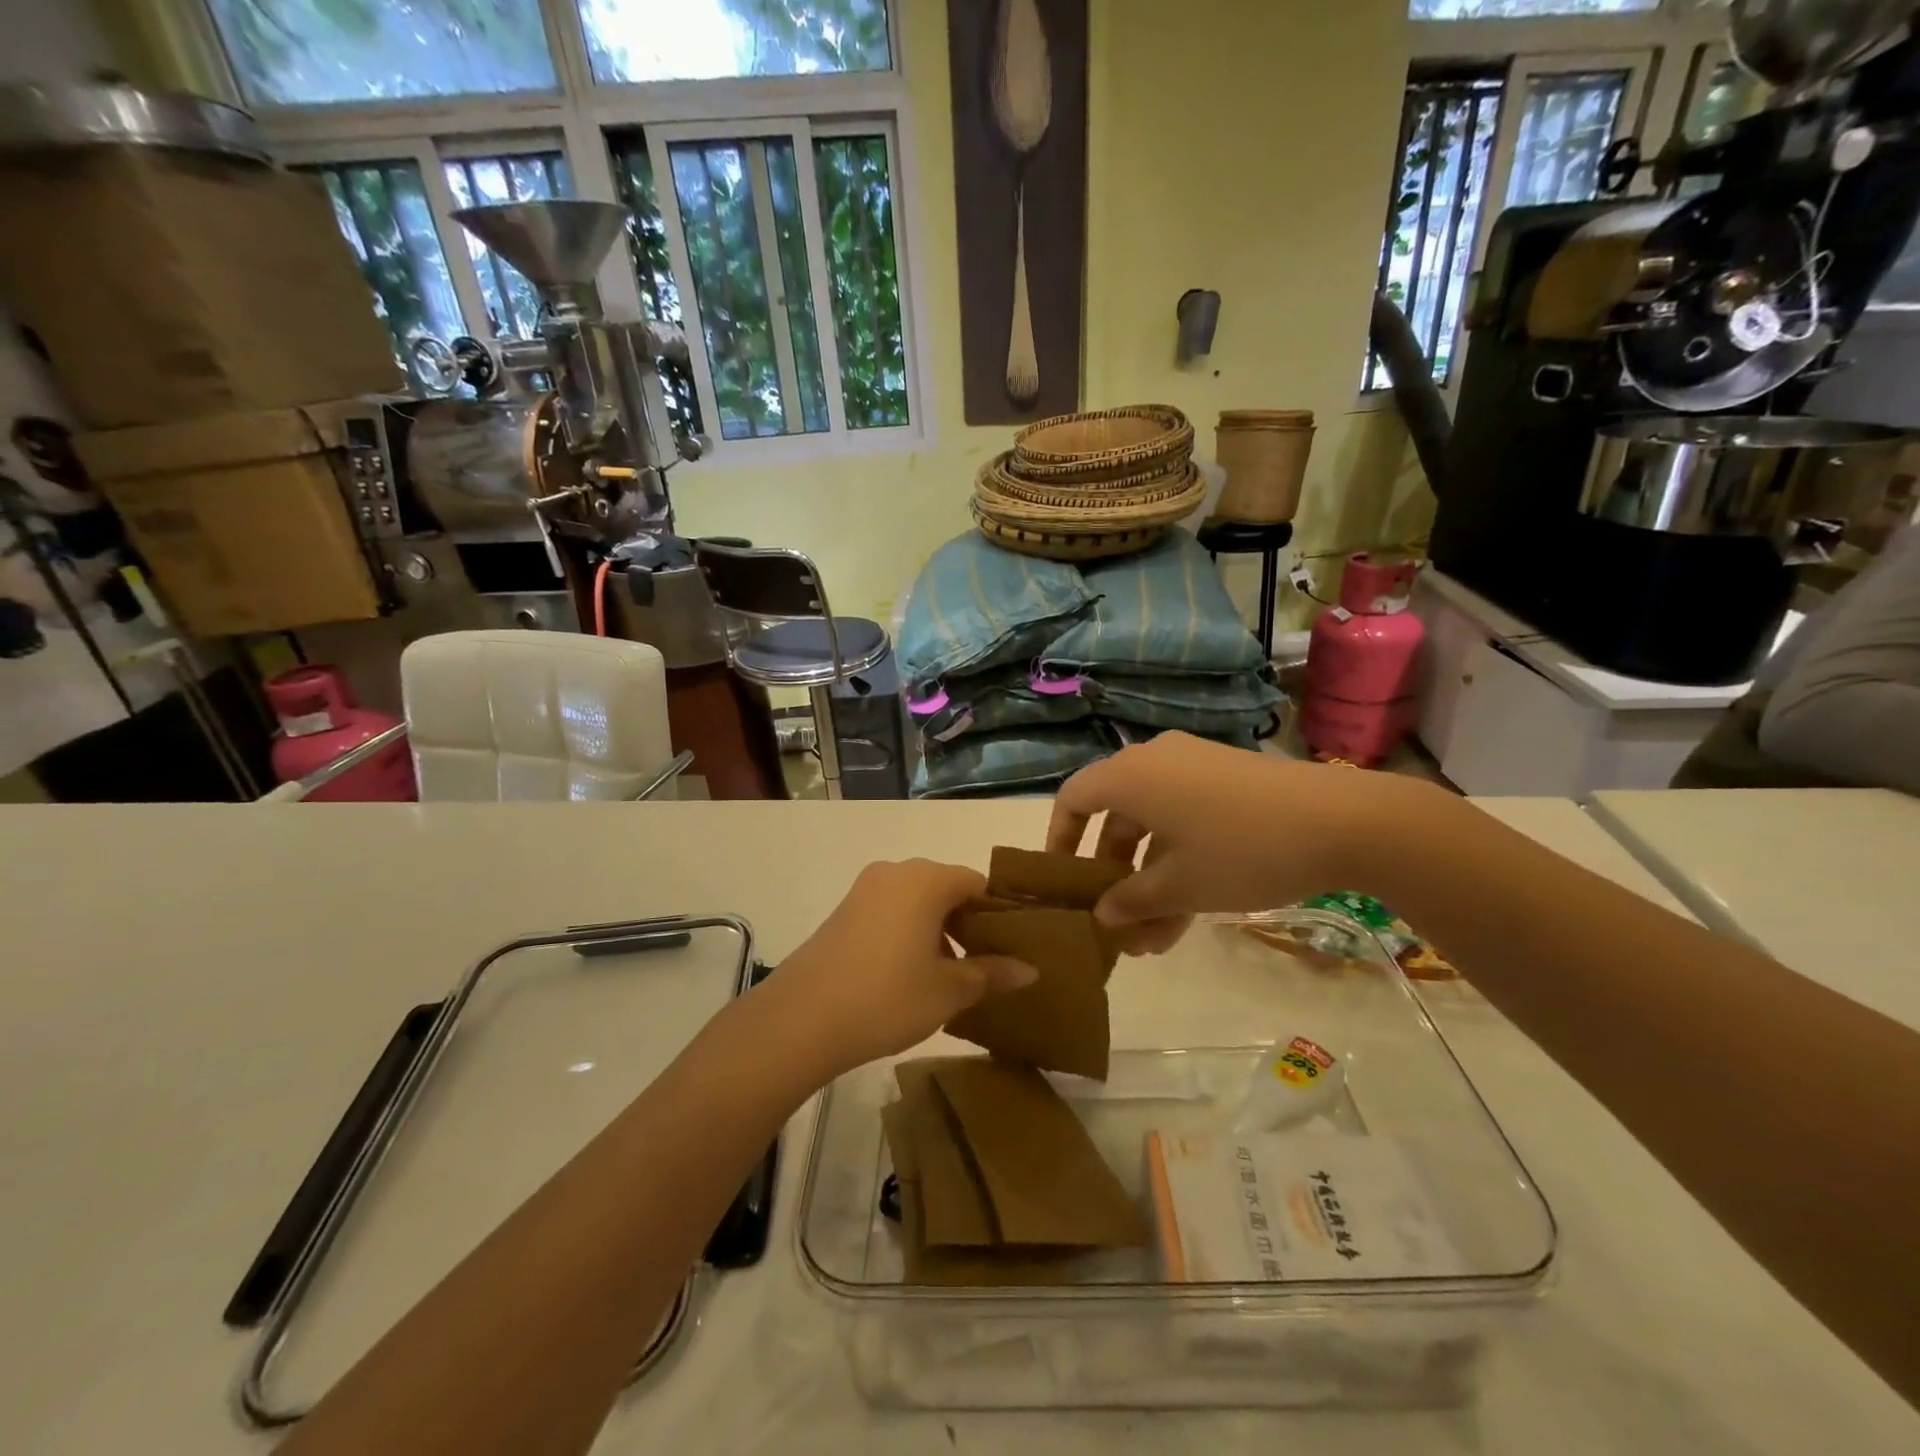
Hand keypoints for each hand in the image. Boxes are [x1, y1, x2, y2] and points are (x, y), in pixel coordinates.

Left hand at [768, 860, 1036, 1074]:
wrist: (801, 1019)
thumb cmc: (887, 997)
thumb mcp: (948, 990)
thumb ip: (991, 973)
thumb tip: (1030, 969)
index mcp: (927, 879)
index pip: (978, 883)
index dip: (999, 914)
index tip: (1012, 947)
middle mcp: (896, 872)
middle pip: (947, 888)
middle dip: (968, 924)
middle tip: (986, 966)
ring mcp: (865, 890)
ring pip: (917, 901)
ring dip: (938, 930)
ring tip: (950, 976)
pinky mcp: (843, 911)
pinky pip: (891, 911)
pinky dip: (909, 932)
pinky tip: (911, 974)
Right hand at [1047, 733, 1427, 940]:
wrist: (1343, 821)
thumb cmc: (1241, 850)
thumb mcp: (1180, 886)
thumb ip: (1131, 901)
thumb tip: (1102, 917)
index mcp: (1130, 776)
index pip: (1074, 799)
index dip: (1060, 839)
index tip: (1061, 880)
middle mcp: (1155, 762)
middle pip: (1116, 818)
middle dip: (1112, 876)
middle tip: (1116, 924)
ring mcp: (1195, 769)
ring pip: (1154, 827)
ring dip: (1149, 880)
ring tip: (1154, 939)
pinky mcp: (1228, 782)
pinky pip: (1185, 820)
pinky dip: (1179, 861)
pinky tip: (1187, 915)